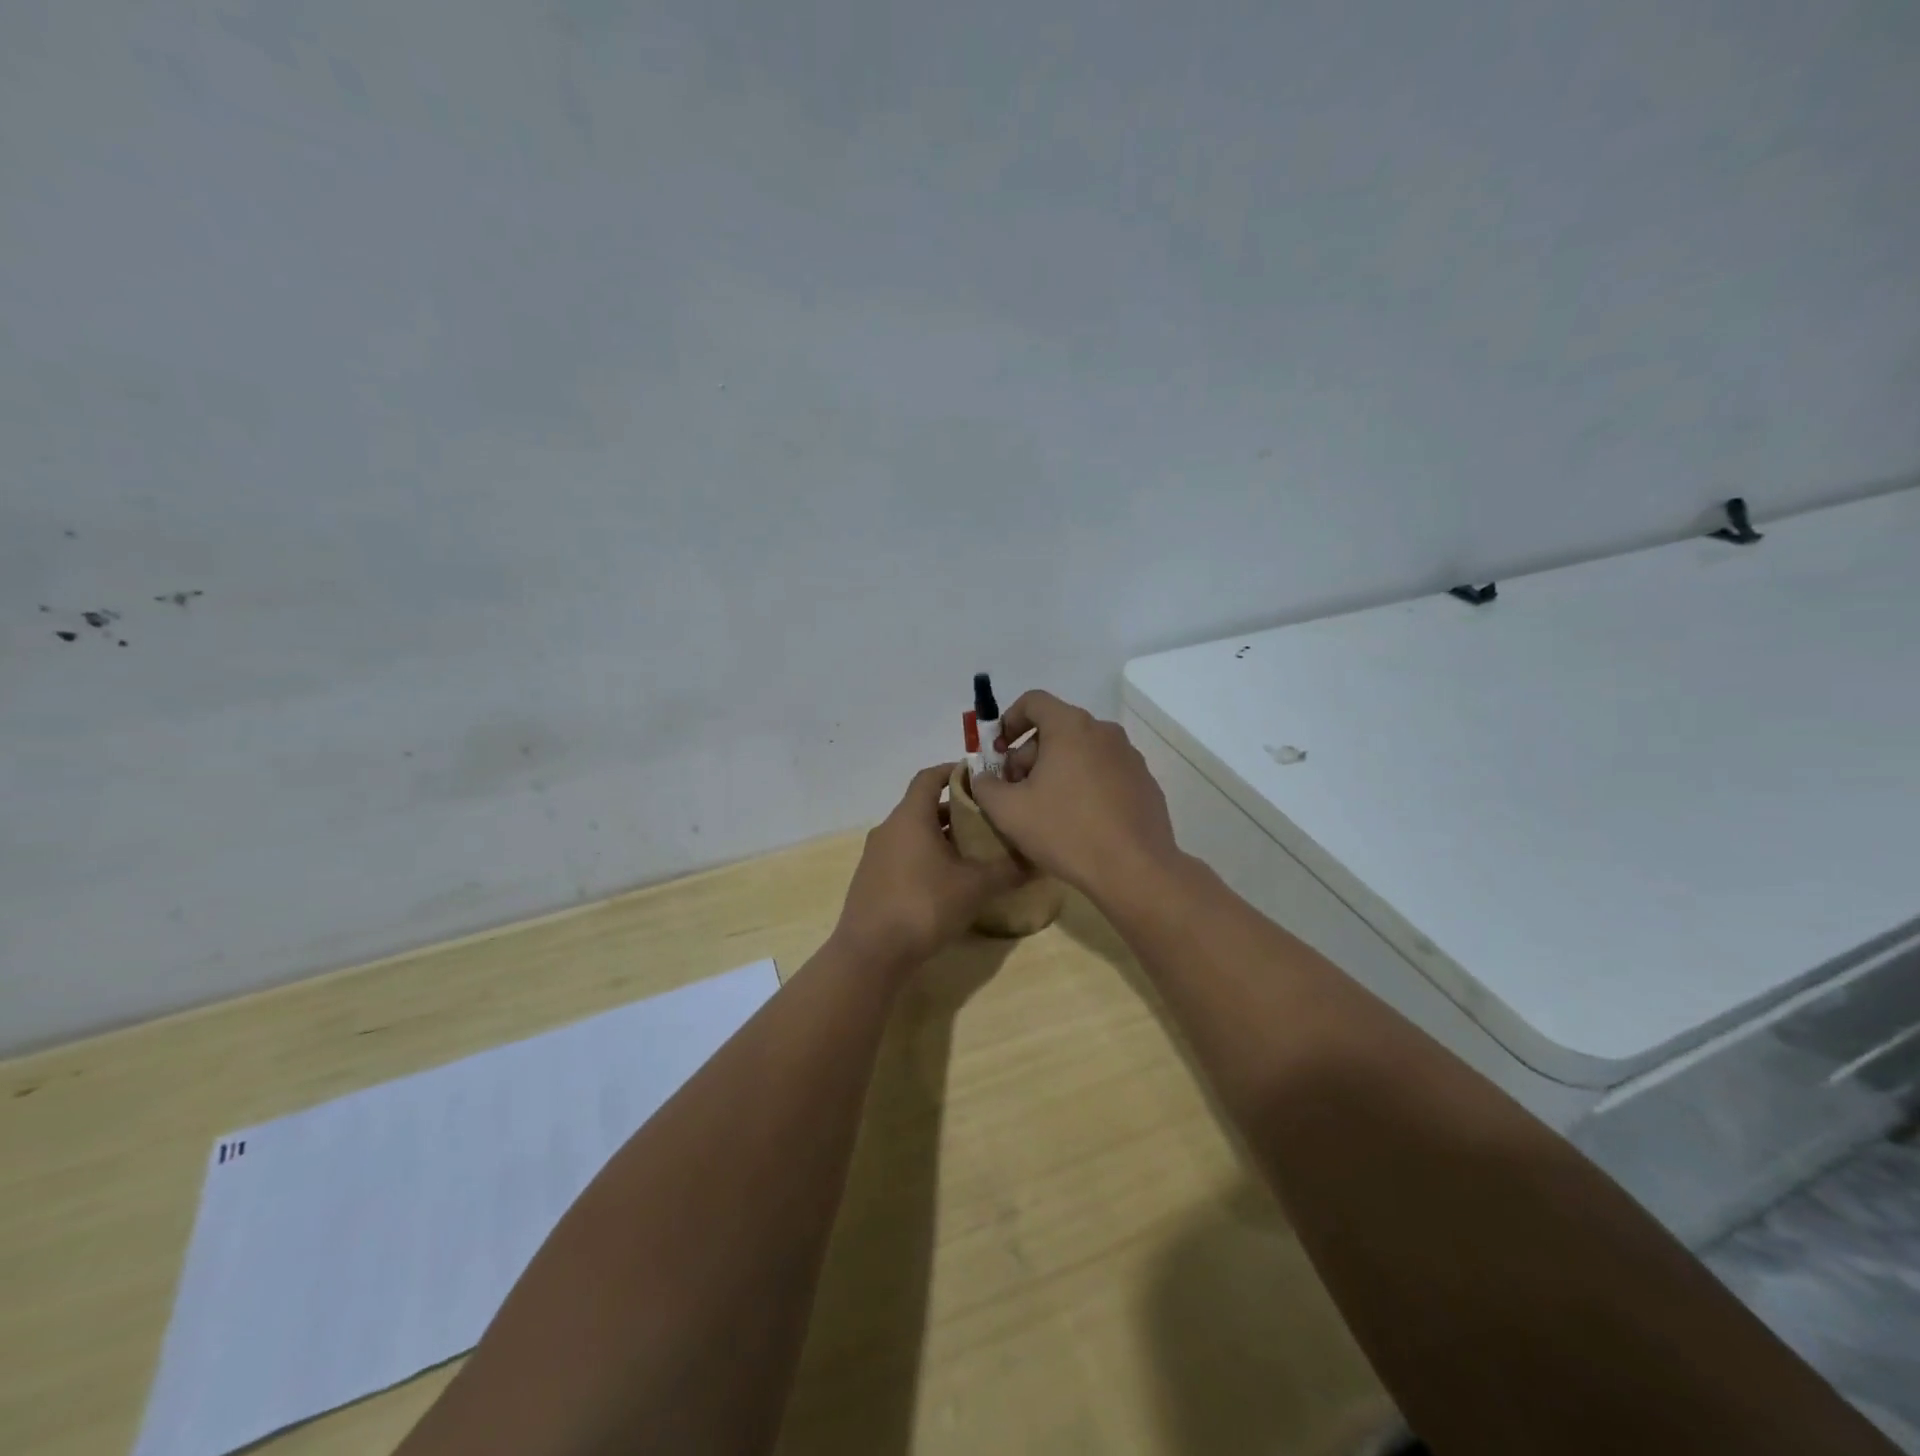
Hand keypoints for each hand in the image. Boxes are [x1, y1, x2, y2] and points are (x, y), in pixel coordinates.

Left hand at [831, 764, 1025, 970]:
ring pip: (914, 833)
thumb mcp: (974, 887)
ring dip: (941, 836)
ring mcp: (876, 855)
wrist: (871, 953)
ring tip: (974, 851)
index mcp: (910, 817)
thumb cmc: (924, 905)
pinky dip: (926, 857)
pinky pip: (903, 856)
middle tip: (988, 820)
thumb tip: (1038, 860)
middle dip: (956, 810)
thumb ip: (1007, 870)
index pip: (930, 776)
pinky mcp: (872, 880)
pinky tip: (948, 881)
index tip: (981, 776)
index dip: (954, 771)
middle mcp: (890, 828)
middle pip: (924, 806)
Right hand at [968, 691, 1181, 903]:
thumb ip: (985, 786)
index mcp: (1070, 727)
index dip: (1008, 720)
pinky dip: (1085, 783)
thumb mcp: (1008, 811)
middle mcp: (1104, 731)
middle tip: (1015, 789)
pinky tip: (1078, 819)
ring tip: (1045, 807)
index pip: (1033, 701)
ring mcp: (1129, 756)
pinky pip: (1104, 771)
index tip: (997, 752)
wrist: (1135, 870)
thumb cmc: (1066, 831)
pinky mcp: (1144, 782)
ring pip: (1081, 750)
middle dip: (1029, 753)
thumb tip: (984, 778)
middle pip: (1057, 728)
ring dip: (1057, 769)